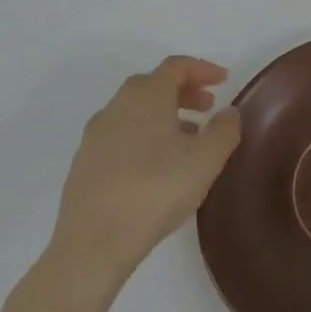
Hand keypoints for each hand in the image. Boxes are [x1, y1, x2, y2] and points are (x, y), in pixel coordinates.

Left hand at [45, 57, 240, 298]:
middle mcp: (116, 107)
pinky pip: (119, 137)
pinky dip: (142, 138)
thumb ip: (225, 129)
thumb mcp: (208, 158)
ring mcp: (94, 138)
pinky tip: (156, 167)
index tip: (224, 80)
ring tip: (186, 140)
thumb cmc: (156, 190)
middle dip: (183, 91)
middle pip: (152, 85)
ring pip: (134, 112)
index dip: (202, 68)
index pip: (176, 66)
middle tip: (207, 107)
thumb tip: (228, 113)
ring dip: (163, 116)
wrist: (92, 245)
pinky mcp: (82, 167)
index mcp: (146, 96)